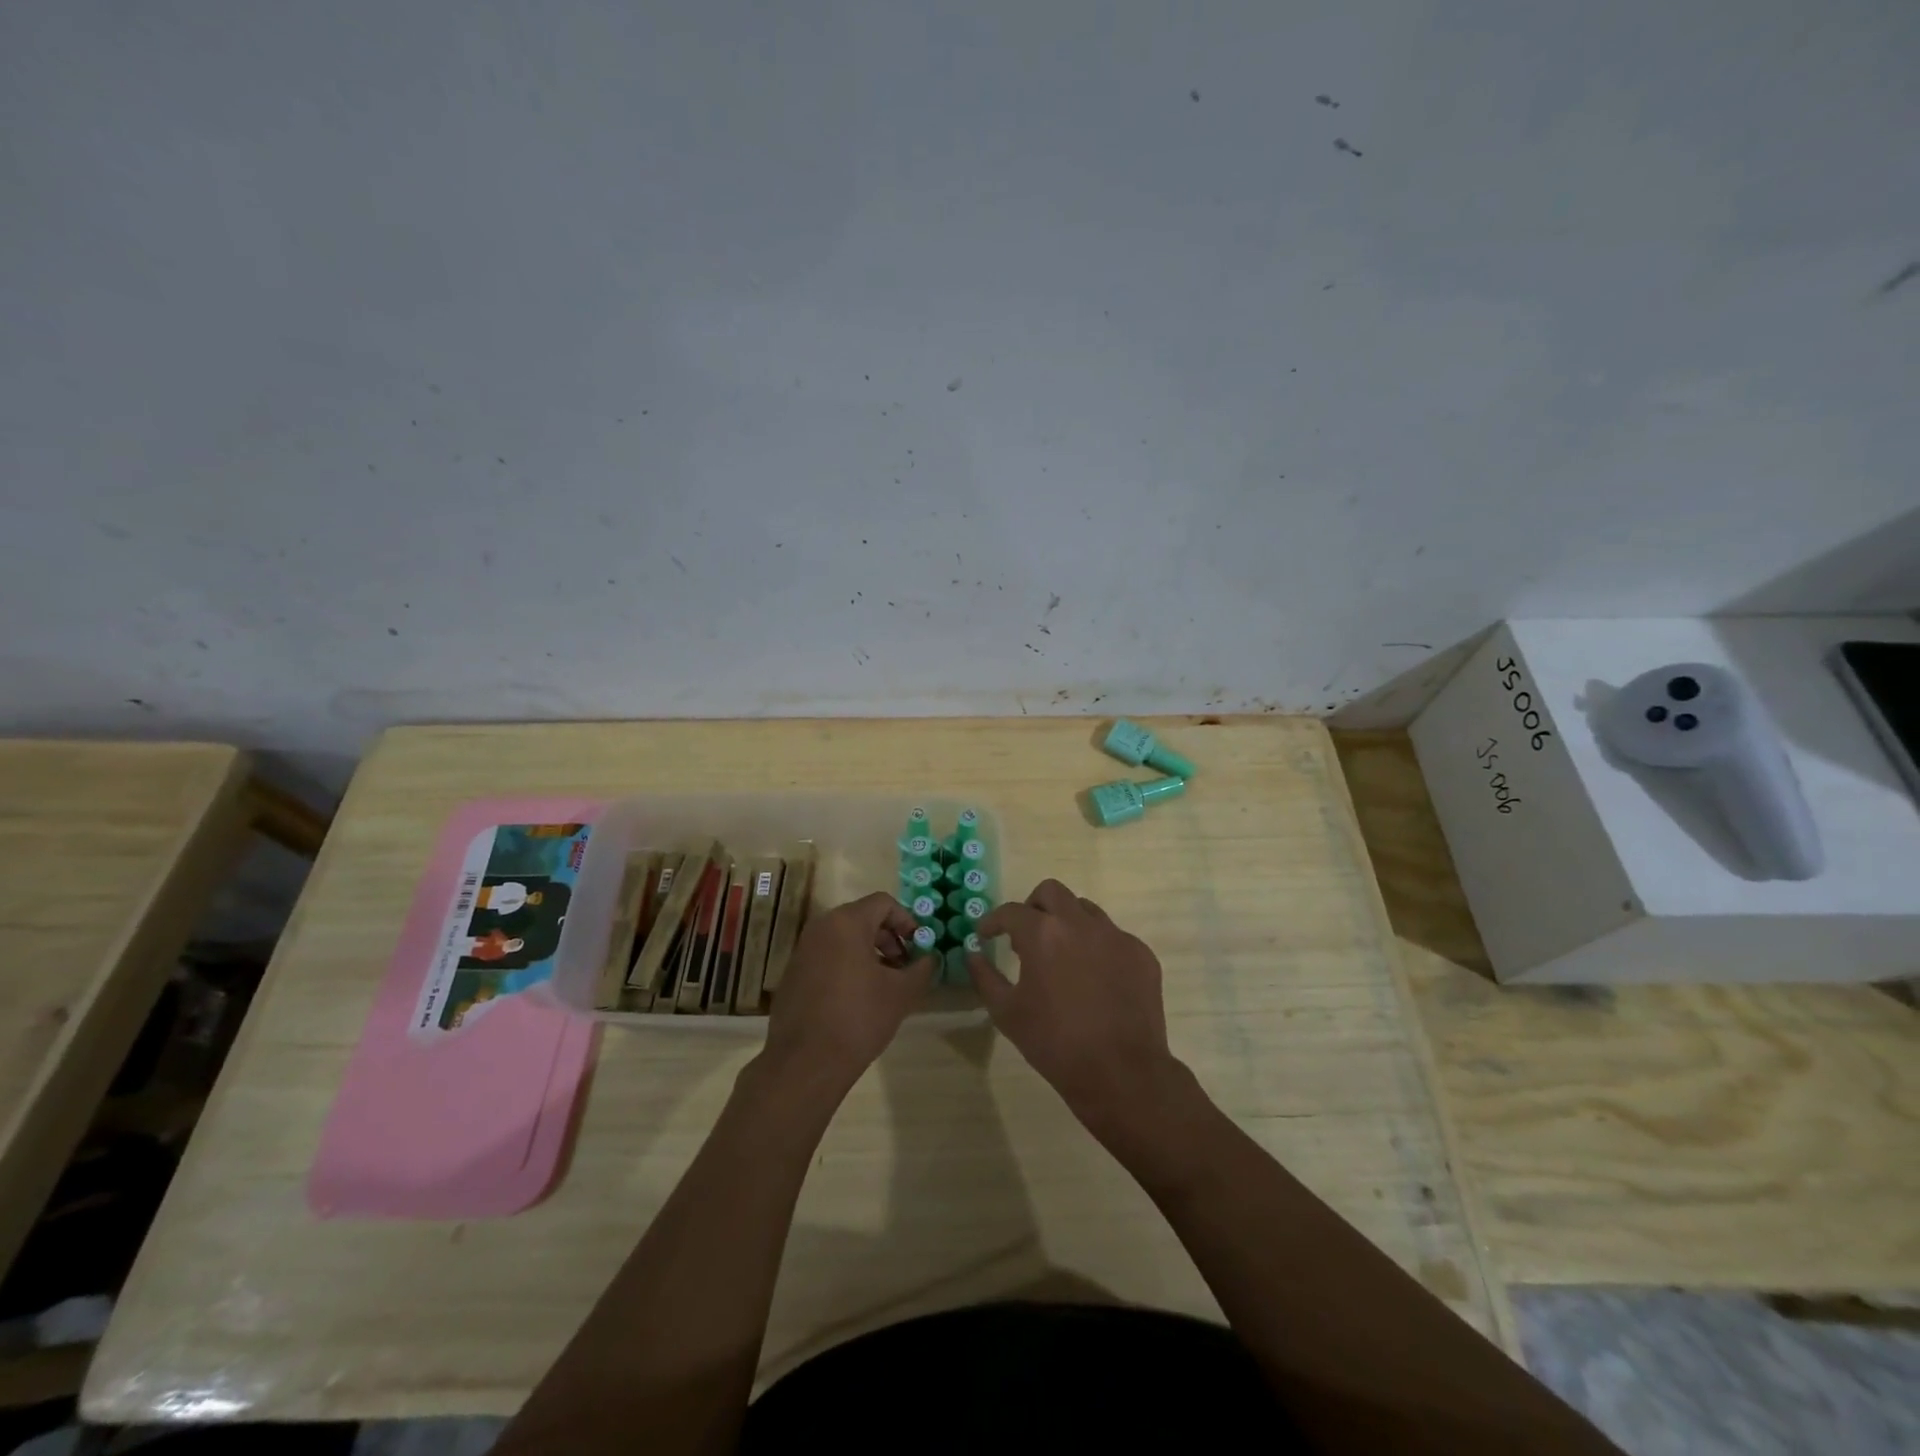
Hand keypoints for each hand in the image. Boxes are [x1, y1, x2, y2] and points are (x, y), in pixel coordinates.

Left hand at [763, 891, 934, 1088]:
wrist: (805, 1063)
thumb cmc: (859, 1018)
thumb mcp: (902, 993)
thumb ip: (922, 968)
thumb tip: (930, 957)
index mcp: (846, 922)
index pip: (884, 903)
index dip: (907, 920)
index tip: (919, 947)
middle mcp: (820, 927)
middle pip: (863, 918)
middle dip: (889, 938)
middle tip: (905, 966)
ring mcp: (803, 950)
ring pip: (844, 938)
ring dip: (870, 953)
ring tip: (886, 984)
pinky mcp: (794, 973)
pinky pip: (827, 956)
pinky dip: (847, 965)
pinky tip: (858, 998)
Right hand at [967, 879, 1180, 1130]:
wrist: (1121, 1073)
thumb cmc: (1055, 1044)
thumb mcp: (1007, 1013)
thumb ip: (985, 977)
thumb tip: (974, 954)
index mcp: (1043, 934)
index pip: (1011, 911)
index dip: (994, 921)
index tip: (987, 934)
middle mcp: (1080, 923)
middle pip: (1051, 892)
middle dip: (1033, 907)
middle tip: (1025, 935)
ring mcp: (1115, 936)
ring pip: (1085, 910)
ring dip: (1067, 923)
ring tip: (1061, 956)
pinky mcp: (1140, 953)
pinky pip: (1112, 936)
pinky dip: (1096, 947)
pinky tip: (1094, 978)